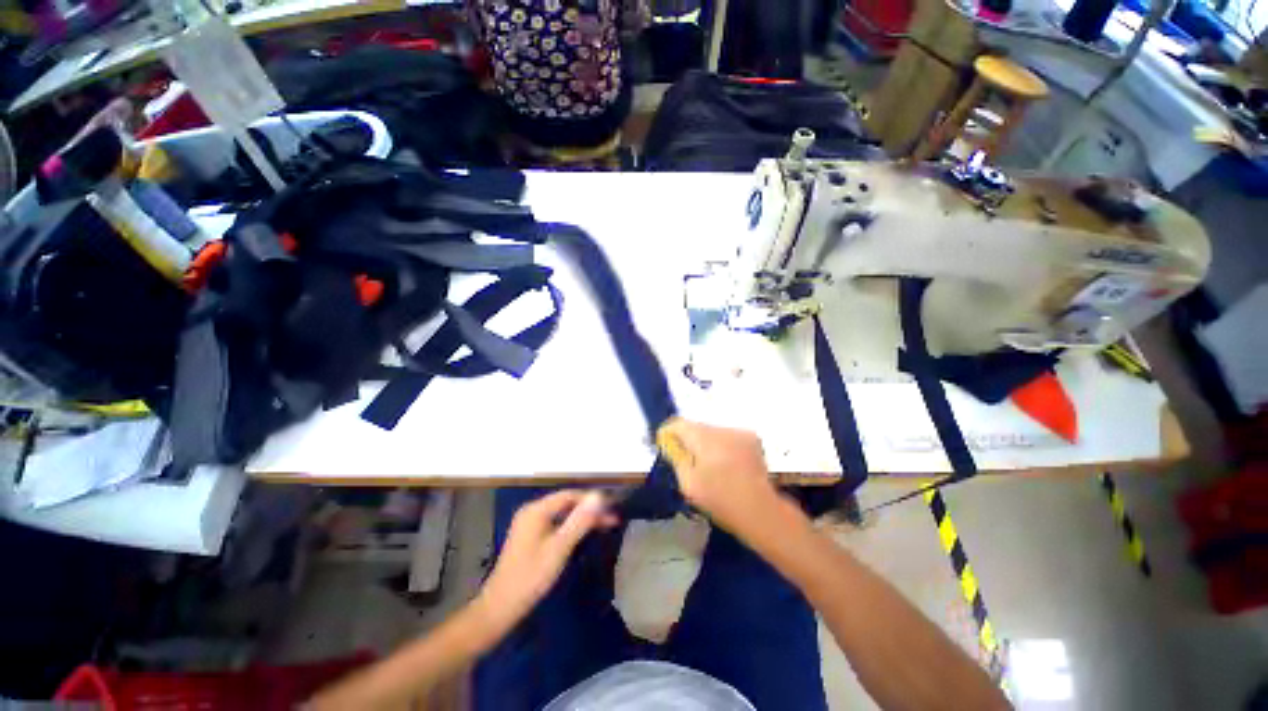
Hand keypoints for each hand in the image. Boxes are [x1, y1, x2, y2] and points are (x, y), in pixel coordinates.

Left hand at [475, 490, 616, 631]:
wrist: (500, 607)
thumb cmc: (531, 576)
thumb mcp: (560, 548)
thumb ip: (580, 521)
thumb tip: (599, 497)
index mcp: (536, 510)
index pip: (570, 495)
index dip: (592, 499)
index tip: (612, 508)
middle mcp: (532, 511)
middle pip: (566, 503)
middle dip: (589, 509)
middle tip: (612, 519)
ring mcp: (529, 523)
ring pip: (562, 513)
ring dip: (582, 518)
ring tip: (604, 526)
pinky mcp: (530, 536)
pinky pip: (555, 523)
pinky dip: (571, 527)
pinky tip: (583, 534)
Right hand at [656, 419, 781, 535]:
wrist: (760, 511)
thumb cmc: (720, 500)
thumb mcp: (688, 483)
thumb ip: (676, 457)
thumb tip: (668, 441)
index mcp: (704, 438)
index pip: (678, 423)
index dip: (668, 432)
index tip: (664, 445)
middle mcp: (721, 429)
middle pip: (696, 426)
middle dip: (688, 439)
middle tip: (685, 459)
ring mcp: (739, 432)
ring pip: (712, 431)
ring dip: (705, 442)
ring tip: (707, 464)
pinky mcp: (751, 438)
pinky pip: (727, 436)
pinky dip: (721, 445)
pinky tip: (725, 463)